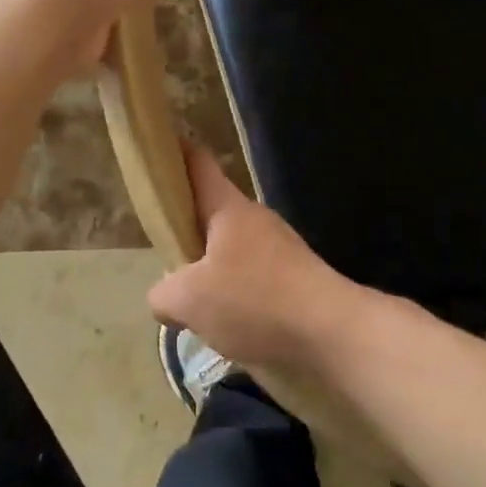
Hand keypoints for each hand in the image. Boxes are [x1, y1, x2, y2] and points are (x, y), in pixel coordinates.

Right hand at [148, 145, 368, 369]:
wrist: (331, 332)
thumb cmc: (254, 301)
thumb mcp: (189, 301)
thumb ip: (163, 293)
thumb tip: (166, 295)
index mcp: (229, 209)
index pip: (198, 163)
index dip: (174, 154)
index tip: (154, 154)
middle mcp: (256, 219)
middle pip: (212, 214)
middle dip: (187, 233)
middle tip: (165, 260)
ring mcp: (280, 247)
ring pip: (232, 251)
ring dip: (212, 273)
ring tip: (195, 306)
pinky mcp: (297, 277)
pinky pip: (254, 279)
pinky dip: (238, 296)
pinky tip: (230, 326)